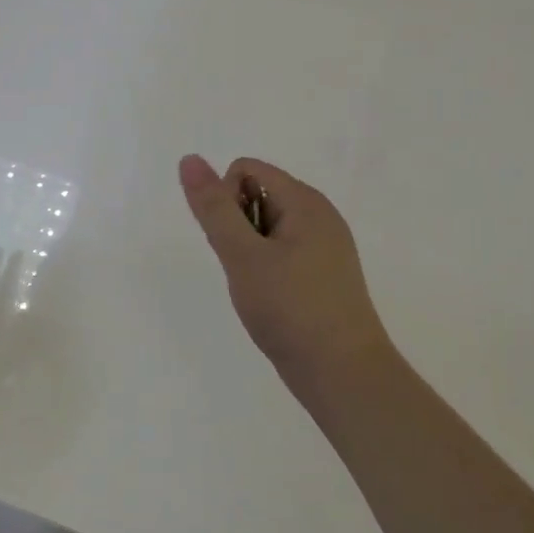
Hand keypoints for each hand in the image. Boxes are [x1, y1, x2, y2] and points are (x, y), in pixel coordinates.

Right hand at [178, 154, 395, 400]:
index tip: (233, 244)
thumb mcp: (243, 255)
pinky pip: (282, 252)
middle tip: (246, 270)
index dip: (226, 201)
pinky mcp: (324, 274)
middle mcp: (319, 215)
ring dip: (249, 251)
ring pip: (267, 228)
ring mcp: (325, 246)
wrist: (343, 374)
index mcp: (305, 201)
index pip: (246, 170)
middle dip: (238, 227)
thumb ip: (214, 208)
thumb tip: (190, 158)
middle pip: (258, 195)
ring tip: (258, 289)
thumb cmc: (290, 309)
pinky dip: (267, 269)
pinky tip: (271, 300)